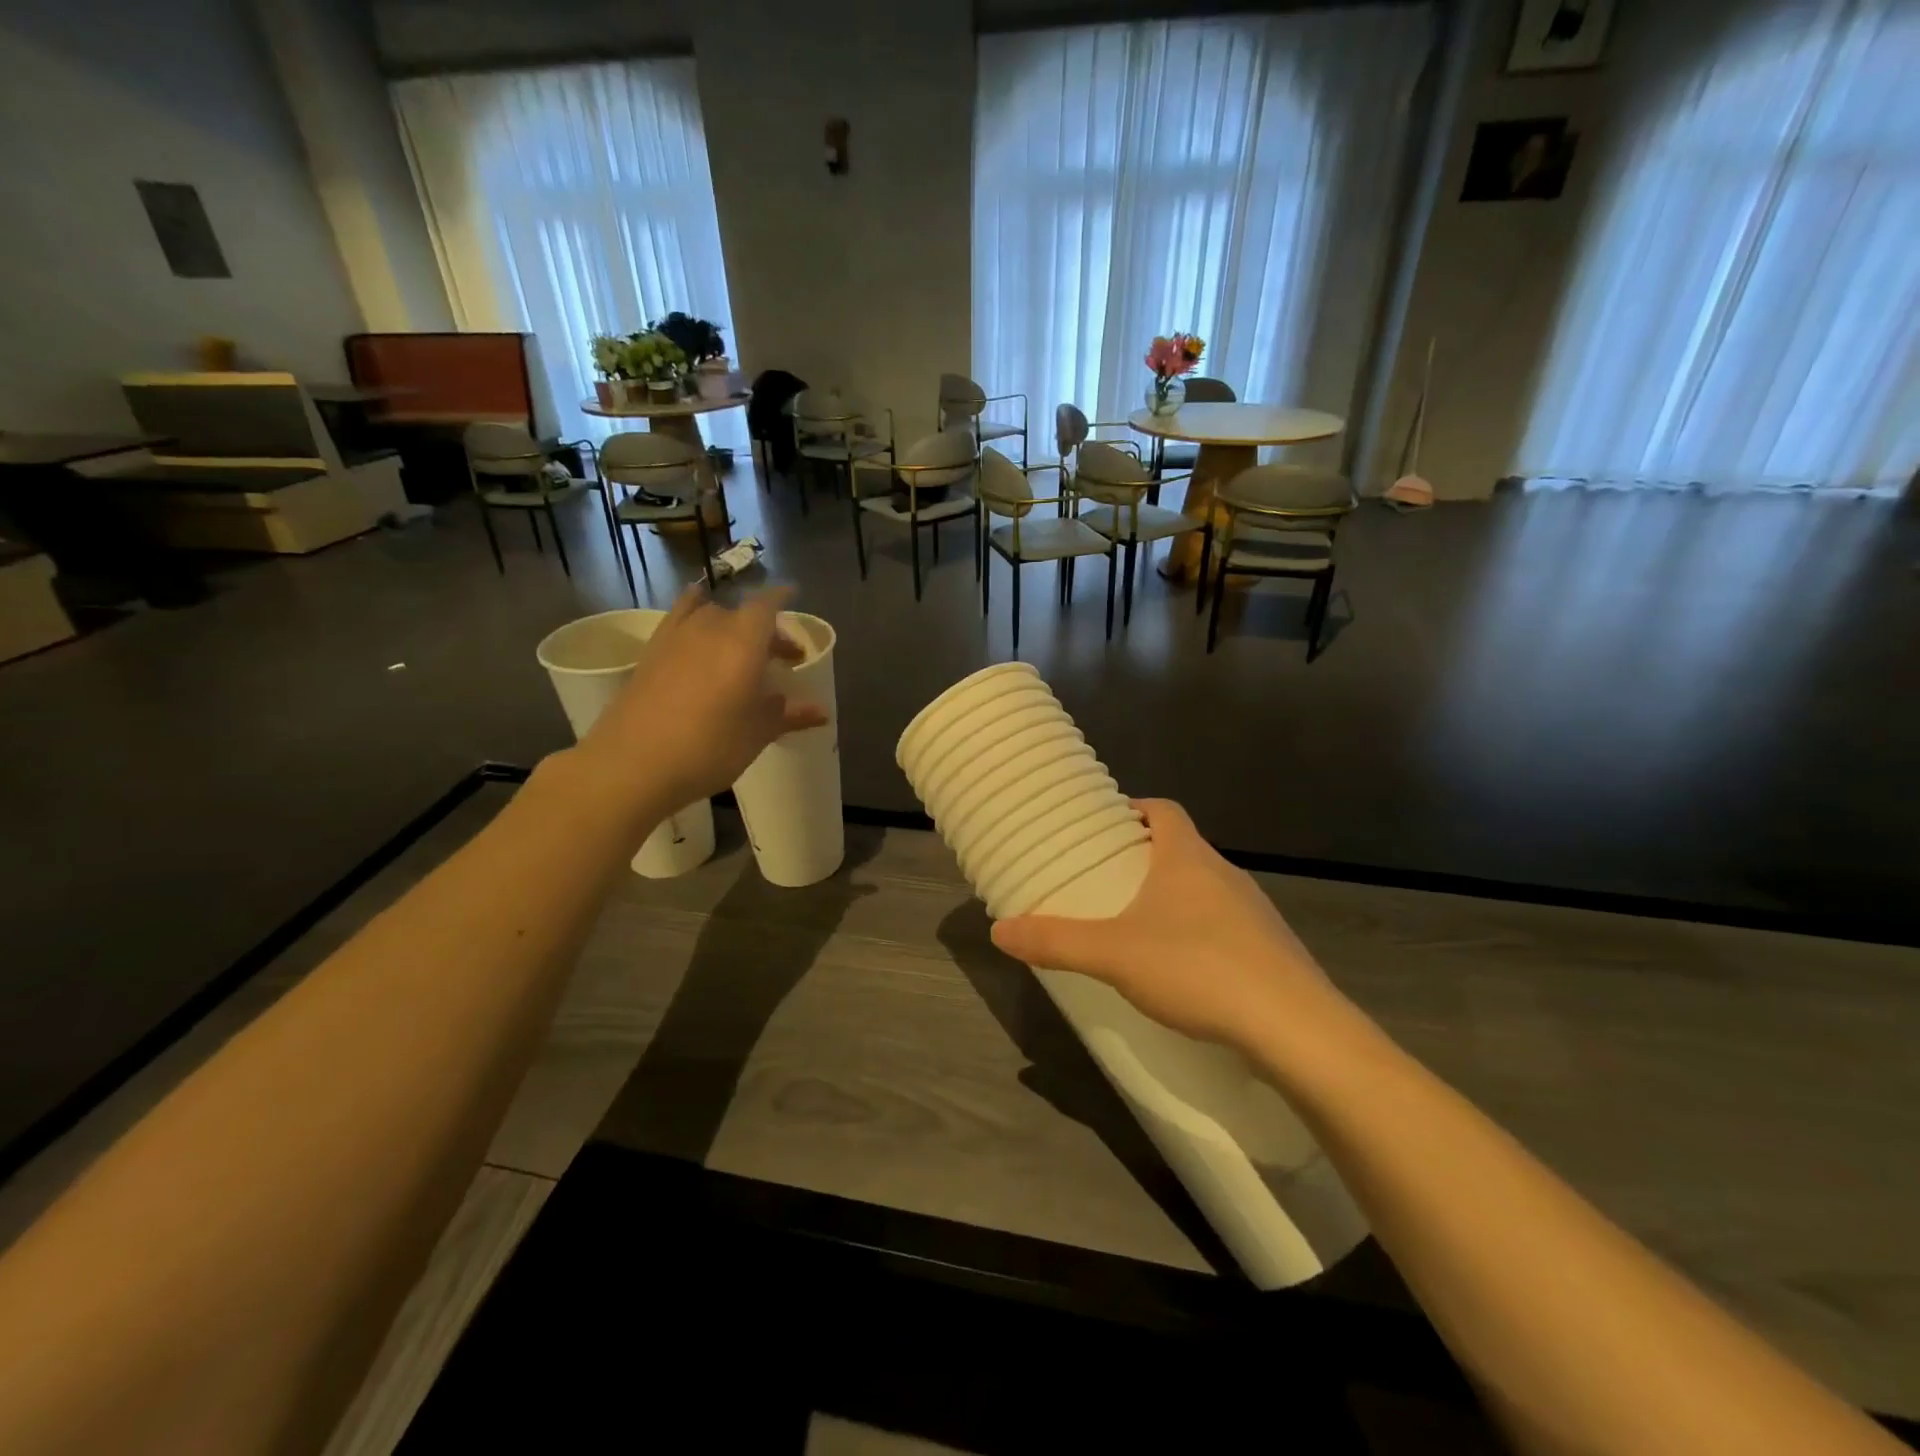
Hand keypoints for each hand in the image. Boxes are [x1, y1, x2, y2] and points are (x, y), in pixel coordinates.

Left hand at [575, 585, 827, 817]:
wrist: (633, 763)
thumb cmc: (708, 747)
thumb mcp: (757, 733)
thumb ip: (789, 715)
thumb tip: (821, 711)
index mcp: (744, 642)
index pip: (767, 605)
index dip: (782, 597)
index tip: (794, 596)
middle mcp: (710, 628)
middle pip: (742, 614)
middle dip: (765, 628)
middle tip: (780, 657)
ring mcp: (675, 637)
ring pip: (710, 616)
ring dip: (731, 626)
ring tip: (741, 650)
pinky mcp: (651, 652)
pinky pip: (678, 620)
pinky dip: (692, 616)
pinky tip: (696, 628)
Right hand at [990, 799, 1343, 1061]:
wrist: (1295, 1028)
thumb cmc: (1197, 969)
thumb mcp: (1113, 955)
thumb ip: (1055, 942)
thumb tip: (998, 930)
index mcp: (1188, 858)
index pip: (1164, 810)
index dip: (1135, 809)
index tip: (1108, 825)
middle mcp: (1225, 874)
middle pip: (1183, 847)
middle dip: (1147, 858)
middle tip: (1109, 880)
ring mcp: (1255, 912)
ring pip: (1206, 888)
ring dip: (1175, 897)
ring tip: (1140, 926)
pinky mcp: (1272, 950)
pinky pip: (1227, 926)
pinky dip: (1201, 934)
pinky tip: (1185, 971)